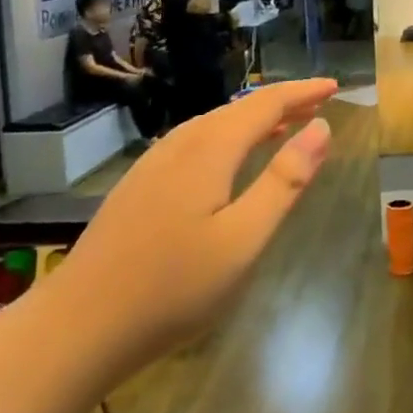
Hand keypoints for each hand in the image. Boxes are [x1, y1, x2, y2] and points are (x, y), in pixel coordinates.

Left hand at [53, 79, 337, 363]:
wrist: (78, 326)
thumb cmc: (173, 287)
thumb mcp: (244, 238)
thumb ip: (284, 181)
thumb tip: (321, 128)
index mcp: (209, 150)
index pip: (265, 104)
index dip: (302, 92)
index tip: (335, 86)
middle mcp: (180, 145)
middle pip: (238, 110)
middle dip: (281, 103)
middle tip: (318, 104)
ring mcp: (153, 165)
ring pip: (213, 125)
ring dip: (254, 120)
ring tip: (285, 126)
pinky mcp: (139, 186)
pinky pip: (194, 143)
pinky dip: (227, 138)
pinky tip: (230, 161)